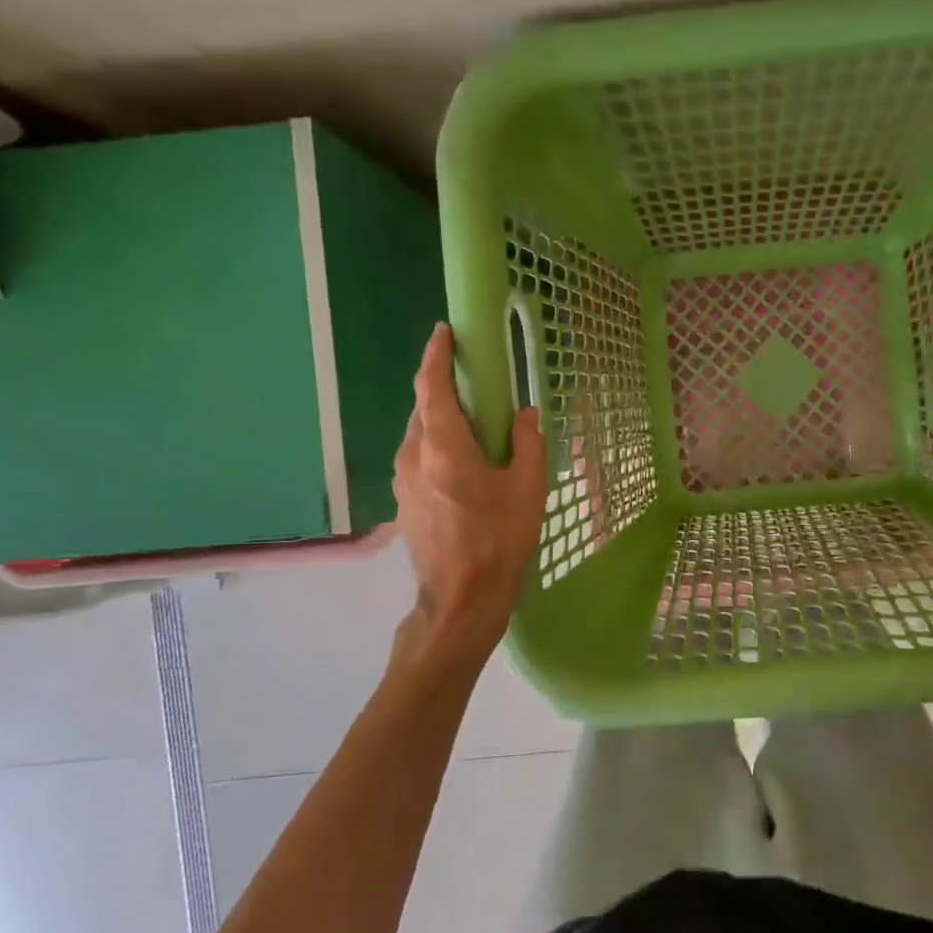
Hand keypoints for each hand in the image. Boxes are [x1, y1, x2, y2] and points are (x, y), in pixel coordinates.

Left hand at [393, 323, 545, 649]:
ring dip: (441, 420)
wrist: (462, 600)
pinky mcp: (404, 503)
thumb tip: (523, 414)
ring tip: (474, 426)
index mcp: (444, 447)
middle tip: (475, 383)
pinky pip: (418, 458)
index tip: (445, 332)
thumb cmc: (499, 540)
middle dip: (444, 389)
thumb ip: (527, 443)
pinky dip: (438, 446)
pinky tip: (463, 464)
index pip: (431, 387)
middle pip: (423, 409)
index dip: (436, 355)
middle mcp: (414, 456)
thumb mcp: (528, 489)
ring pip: (419, 435)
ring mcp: (403, 481)